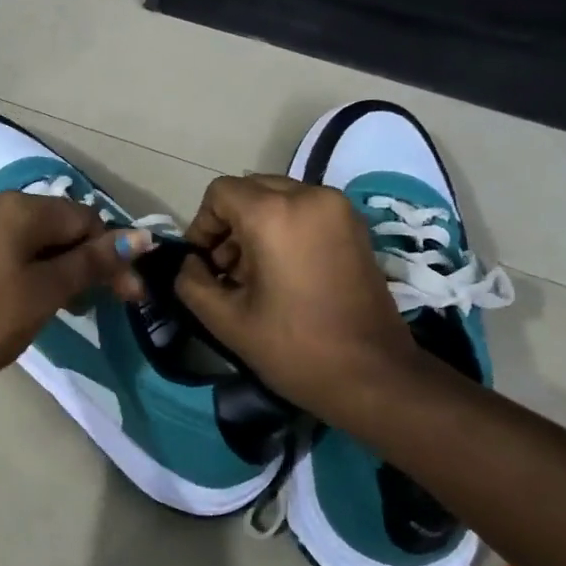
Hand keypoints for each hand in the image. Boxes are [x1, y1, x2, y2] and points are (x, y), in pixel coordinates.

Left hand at [0, 193, 152, 385]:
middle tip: (90, 306)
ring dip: (42, 264)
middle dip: (79, 262)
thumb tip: (139, 236)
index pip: (84, 220)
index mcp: (19, 209)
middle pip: (51, 226)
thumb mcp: (47, 291)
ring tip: (53, 303)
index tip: (127, 297)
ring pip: (16, 237)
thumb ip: (91, 262)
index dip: (112, 256)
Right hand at [173, 174, 411, 418]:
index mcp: (275, 214)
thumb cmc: (295, 348)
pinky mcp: (355, 226)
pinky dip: (284, 228)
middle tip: (225, 270)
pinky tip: (282, 272)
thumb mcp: (226, 321)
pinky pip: (305, 210)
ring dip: (255, 226)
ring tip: (253, 275)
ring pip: (278, 198)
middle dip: (228, 224)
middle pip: (250, 190)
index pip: (220, 193)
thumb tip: (191, 264)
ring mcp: (338, 209)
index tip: (202, 263)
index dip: (201, 225)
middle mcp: (309, 197)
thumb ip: (192, 282)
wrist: (373, 376)